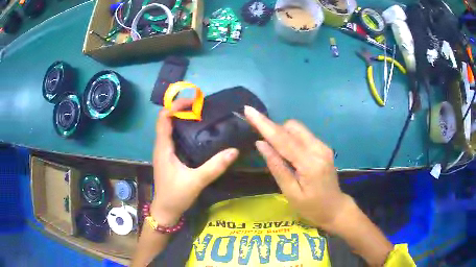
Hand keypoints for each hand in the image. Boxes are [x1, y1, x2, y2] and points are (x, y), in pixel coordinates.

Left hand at [151, 99, 238, 225]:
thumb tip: (234, 150)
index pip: (164, 118)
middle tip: (201, 106)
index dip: (176, 105)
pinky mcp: (168, 157)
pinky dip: (182, 129)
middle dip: (181, 109)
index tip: (194, 102)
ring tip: (201, 115)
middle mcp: (161, 146)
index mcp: (163, 147)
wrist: (165, 211)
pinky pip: (173, 137)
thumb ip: (214, 166)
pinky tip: (197, 133)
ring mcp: (164, 151)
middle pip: (166, 119)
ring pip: (169, 127)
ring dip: (182, 118)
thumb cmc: (176, 196)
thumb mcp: (196, 181)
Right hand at [244, 106, 351, 229]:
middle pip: (291, 127)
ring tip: (275, 151)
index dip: (264, 124)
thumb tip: (261, 144)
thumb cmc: (311, 207)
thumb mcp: (290, 192)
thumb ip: (277, 167)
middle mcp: (318, 148)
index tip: (249, 110)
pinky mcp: (323, 147)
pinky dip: (291, 138)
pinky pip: (303, 135)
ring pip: (297, 129)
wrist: (335, 208)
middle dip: (274, 129)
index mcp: (310, 163)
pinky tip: (288, 153)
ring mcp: (323, 146)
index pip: (283, 139)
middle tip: (262, 142)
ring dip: (282, 134)